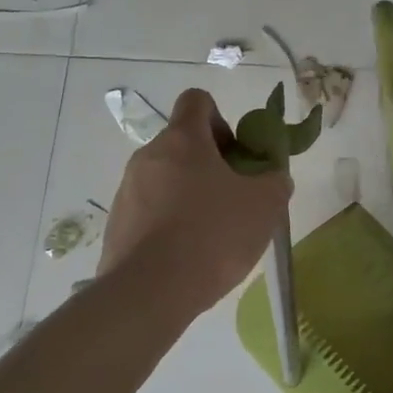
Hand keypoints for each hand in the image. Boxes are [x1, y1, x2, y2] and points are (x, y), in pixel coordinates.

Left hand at [98, 89, 292, 314]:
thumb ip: (275, 181)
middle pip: (182, 143)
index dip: (221, 118)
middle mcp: (148, 156)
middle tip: (234, 198)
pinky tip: (188, 254)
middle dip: (210, 164)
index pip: (197, 101)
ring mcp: (127, 191)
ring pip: (165, 179)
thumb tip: (273, 177)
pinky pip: (150, 211)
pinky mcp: (117, 225)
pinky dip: (170, 222)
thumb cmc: (212, 235)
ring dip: (189, 194)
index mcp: (182, 140)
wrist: (150, 292)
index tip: (237, 153)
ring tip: (213, 233)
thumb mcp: (265, 205)